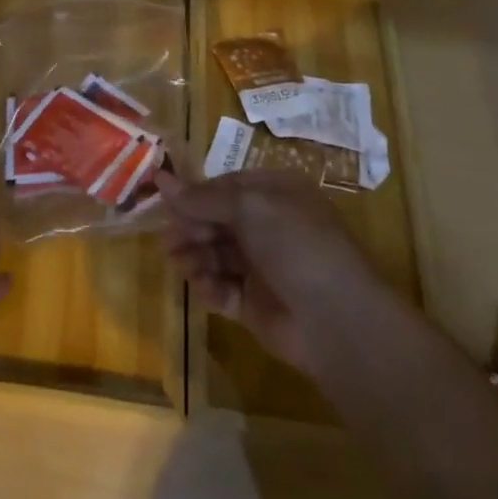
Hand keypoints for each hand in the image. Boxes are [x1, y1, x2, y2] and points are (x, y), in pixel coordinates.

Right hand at [159, 170, 378, 374]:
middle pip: (217, 221)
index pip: (225, 187)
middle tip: (168, 240)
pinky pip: (223, 288)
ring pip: (215, 254)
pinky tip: (204, 288)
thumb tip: (161, 178)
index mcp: (275, 194)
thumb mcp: (248, 207)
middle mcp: (269, 226)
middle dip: (190, 228)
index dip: (195, 194)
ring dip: (194, 256)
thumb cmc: (295, 245)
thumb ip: (201, 197)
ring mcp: (263, 266)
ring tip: (180, 263)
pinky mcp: (255, 304)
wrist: (336, 319)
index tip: (164, 201)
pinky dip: (209, 286)